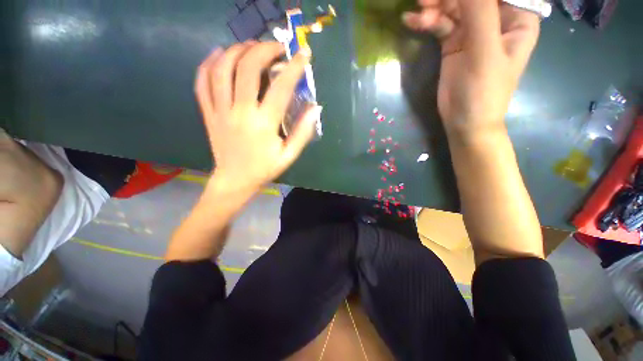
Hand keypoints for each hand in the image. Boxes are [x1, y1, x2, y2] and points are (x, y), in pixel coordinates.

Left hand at [195, 42, 320, 192]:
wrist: (235, 180)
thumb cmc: (264, 169)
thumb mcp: (289, 155)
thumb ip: (303, 132)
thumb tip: (315, 108)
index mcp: (264, 124)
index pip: (281, 88)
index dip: (294, 67)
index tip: (303, 54)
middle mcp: (240, 112)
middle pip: (247, 68)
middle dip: (264, 49)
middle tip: (276, 47)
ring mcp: (220, 111)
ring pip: (221, 69)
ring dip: (237, 50)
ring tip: (251, 47)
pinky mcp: (208, 113)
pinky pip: (202, 82)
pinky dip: (208, 63)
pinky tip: (218, 54)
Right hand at [403, 0, 539, 135]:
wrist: (464, 122)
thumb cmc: (483, 92)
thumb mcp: (484, 52)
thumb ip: (479, 14)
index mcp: (517, 17)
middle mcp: (496, 19)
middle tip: (425, 0)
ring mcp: (473, 31)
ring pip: (454, 7)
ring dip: (435, 8)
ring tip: (418, 12)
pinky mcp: (454, 43)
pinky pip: (441, 25)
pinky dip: (428, 22)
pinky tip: (413, 22)